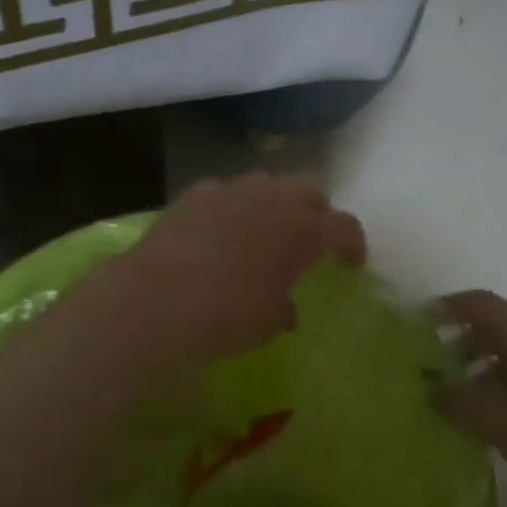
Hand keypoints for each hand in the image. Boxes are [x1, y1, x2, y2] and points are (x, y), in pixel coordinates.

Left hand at [102, 173, 366, 366]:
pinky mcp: (195, 194)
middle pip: (311, 188)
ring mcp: (232, 190)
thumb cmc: (223, 317)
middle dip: (318, 211)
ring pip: (268, 181)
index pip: (343, 226)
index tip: (351, 263)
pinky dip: (234, 206)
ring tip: (265, 229)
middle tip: (310, 239)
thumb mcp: (265, 325)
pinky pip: (226, 190)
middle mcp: (272, 199)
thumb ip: (283, 310)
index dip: (353, 244)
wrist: (154, 300)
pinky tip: (220, 230)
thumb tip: (285, 309)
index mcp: (302, 231)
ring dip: (276, 201)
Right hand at [433, 291, 506, 506]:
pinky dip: (506, 379)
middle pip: (495, 323)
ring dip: (482, 363)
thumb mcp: (500, 424)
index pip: (477, 303)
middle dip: (459, 340)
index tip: (414, 327)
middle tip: (430, 368)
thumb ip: (459, 403)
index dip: (443, 309)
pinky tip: (498, 416)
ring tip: (459, 397)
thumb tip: (431, 389)